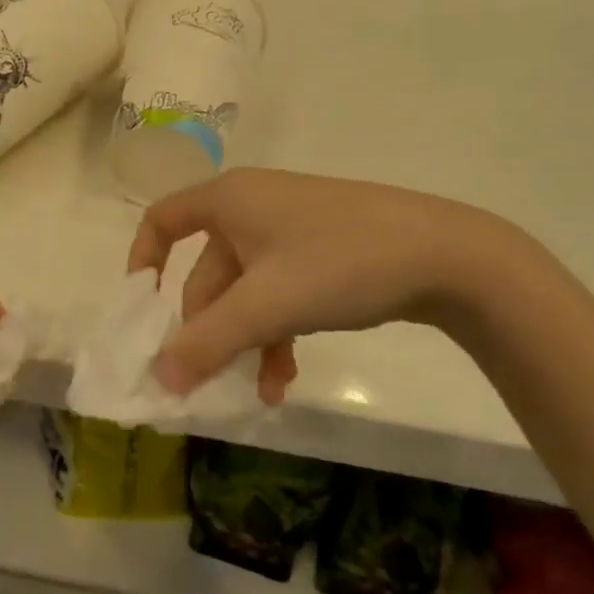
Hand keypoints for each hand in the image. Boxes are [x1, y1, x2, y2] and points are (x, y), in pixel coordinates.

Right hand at [128, 169, 512, 400]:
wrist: (450, 255)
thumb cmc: (341, 262)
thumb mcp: (267, 305)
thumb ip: (207, 343)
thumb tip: (158, 379)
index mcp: (229, 201)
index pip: (162, 220)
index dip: (143, 261)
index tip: (143, 309)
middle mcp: (252, 210)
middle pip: (207, 273)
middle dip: (208, 331)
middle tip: (207, 381)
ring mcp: (289, 233)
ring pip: (245, 293)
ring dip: (244, 342)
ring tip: (257, 392)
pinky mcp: (319, 255)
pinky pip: (278, 295)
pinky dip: (275, 333)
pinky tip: (286, 377)